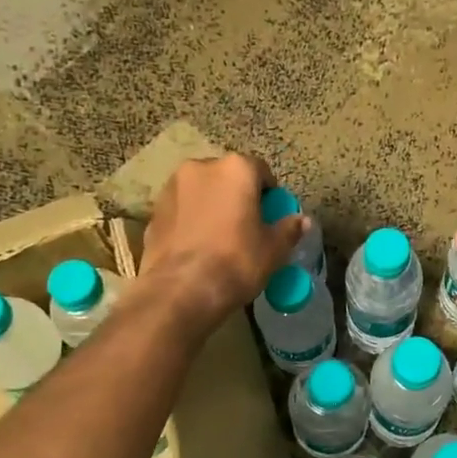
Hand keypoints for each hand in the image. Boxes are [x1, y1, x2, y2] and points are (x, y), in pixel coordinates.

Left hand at [140, 154, 304, 327]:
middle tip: (246, 225)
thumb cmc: (236, 262)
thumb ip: (288, 229)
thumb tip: (302, 221)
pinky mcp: (153, 210)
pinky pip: (181, 208)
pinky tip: (197, 245)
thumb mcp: (273, 249)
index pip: (261, 171)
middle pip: (228, 177)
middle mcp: (202, 167)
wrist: (180, 290)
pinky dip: (191, 219)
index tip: (271, 215)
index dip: (269, 193)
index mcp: (236, 169)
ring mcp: (172, 186)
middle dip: (237, 195)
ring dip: (212, 204)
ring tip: (219, 235)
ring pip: (202, 190)